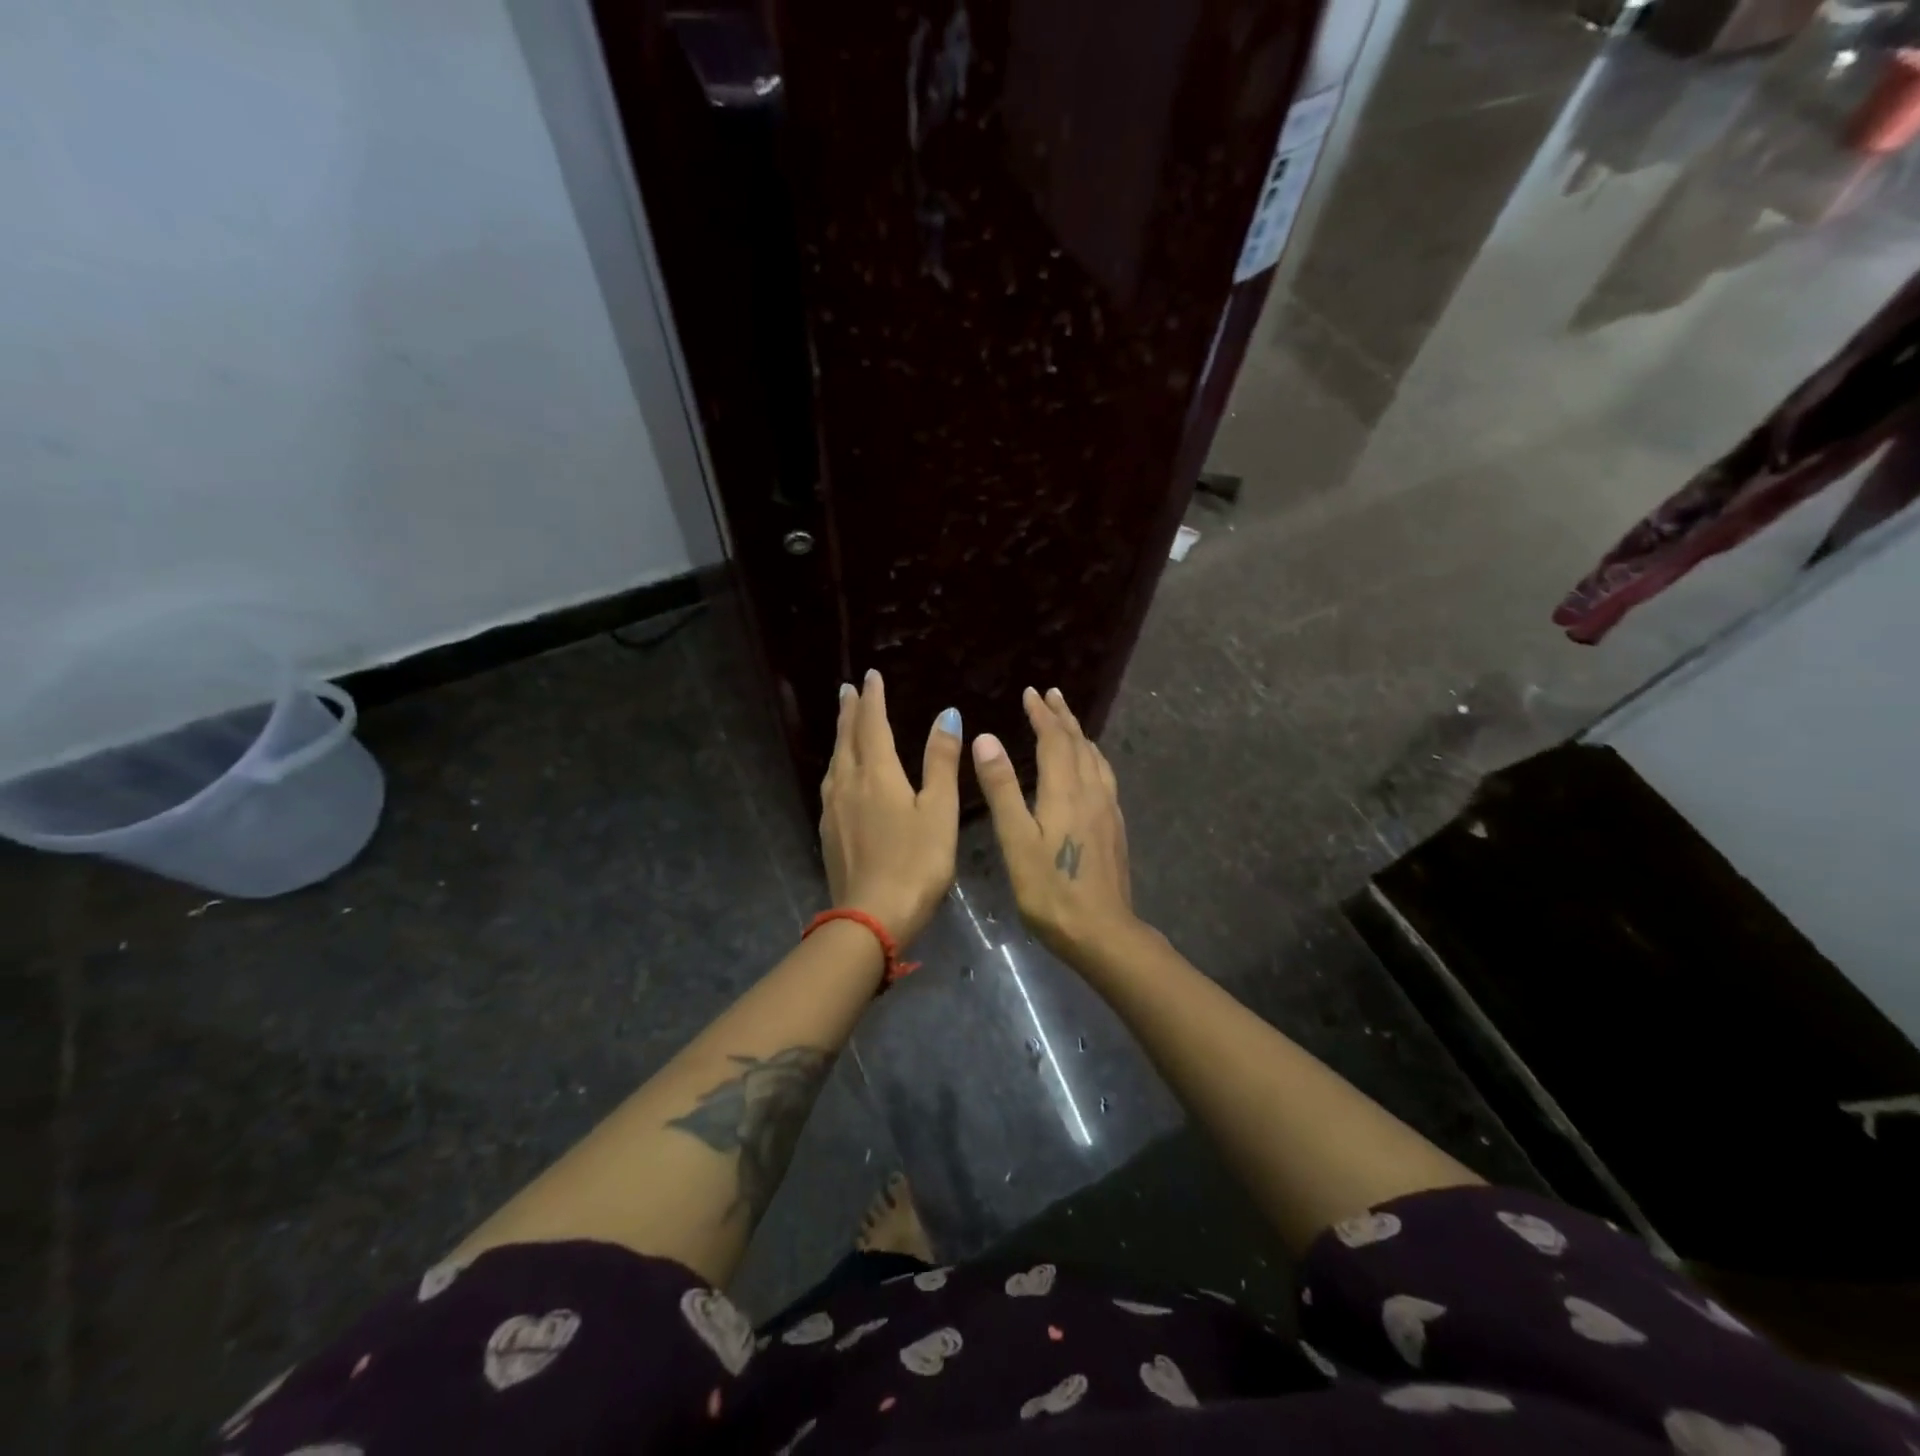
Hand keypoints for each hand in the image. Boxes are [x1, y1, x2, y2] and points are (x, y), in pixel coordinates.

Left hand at [819, 670, 960, 945]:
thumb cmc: (916, 862)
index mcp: (877, 773)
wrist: (872, 916)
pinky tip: (839, 776)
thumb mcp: (939, 810)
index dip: (873, 699)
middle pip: (847, 738)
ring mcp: (833, 809)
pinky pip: (830, 785)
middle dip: (849, 711)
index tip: (870, 676)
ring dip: (840, 737)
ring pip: (835, 761)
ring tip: (844, 724)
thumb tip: (947, 714)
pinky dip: (837, 766)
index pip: (873, 725)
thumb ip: (941, 761)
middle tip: (847, 689)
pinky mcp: (828, 832)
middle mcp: (848, 783)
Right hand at [971, 687, 1137, 960]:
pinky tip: (1089, 769)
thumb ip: (1002, 788)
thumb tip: (987, 738)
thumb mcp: (1016, 840)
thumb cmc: (1050, 889)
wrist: (1102, 932)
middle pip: (1079, 743)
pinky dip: (1091, 758)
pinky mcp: (1115, 827)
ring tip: (1069, 723)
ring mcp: (1108, 810)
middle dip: (1063, 716)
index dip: (1042, 714)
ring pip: (1095, 759)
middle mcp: (1092, 792)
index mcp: (1066, 791)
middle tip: (1051, 694)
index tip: (1030, 692)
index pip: (1055, 740)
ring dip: (1079, 735)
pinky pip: (1103, 776)